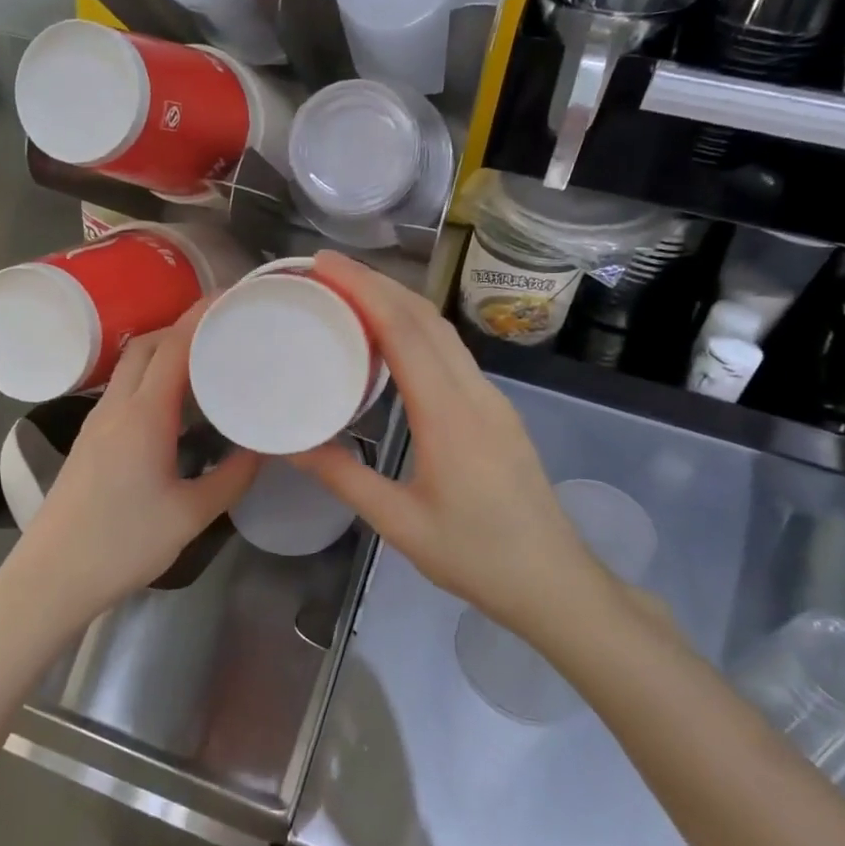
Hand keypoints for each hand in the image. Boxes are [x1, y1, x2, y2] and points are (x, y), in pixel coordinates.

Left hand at [0, 301, 259, 630]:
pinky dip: (152, 376)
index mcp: (143, 416)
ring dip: (165, 350)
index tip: (233, 298)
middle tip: (225, 328)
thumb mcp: (190, 515)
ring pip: (131, 365)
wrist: (51, 577)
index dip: (202, 316)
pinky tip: (176, 401)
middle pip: (147, 344)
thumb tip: (262, 448)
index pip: (173, 346)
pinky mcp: (90, 439)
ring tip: (207, 358)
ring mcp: (97, 422)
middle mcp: (116, 407)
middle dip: (183, 325)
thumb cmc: (123, 545)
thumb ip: (232, 478)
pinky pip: (124, 389)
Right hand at [289, 252, 618, 633]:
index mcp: (449, 414)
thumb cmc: (475, 556)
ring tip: (351, 294)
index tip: (325, 264)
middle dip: (378, 283)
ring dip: (399, 302)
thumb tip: (290, 445)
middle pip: (426, 318)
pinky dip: (416, 330)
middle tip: (327, 270)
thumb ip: (343, 478)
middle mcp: (475, 392)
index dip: (364, 289)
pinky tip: (390, 341)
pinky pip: (452, 353)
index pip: (405, 331)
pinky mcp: (496, 410)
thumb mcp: (399, 522)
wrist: (554, 581)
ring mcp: (492, 398)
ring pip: (443, 331)